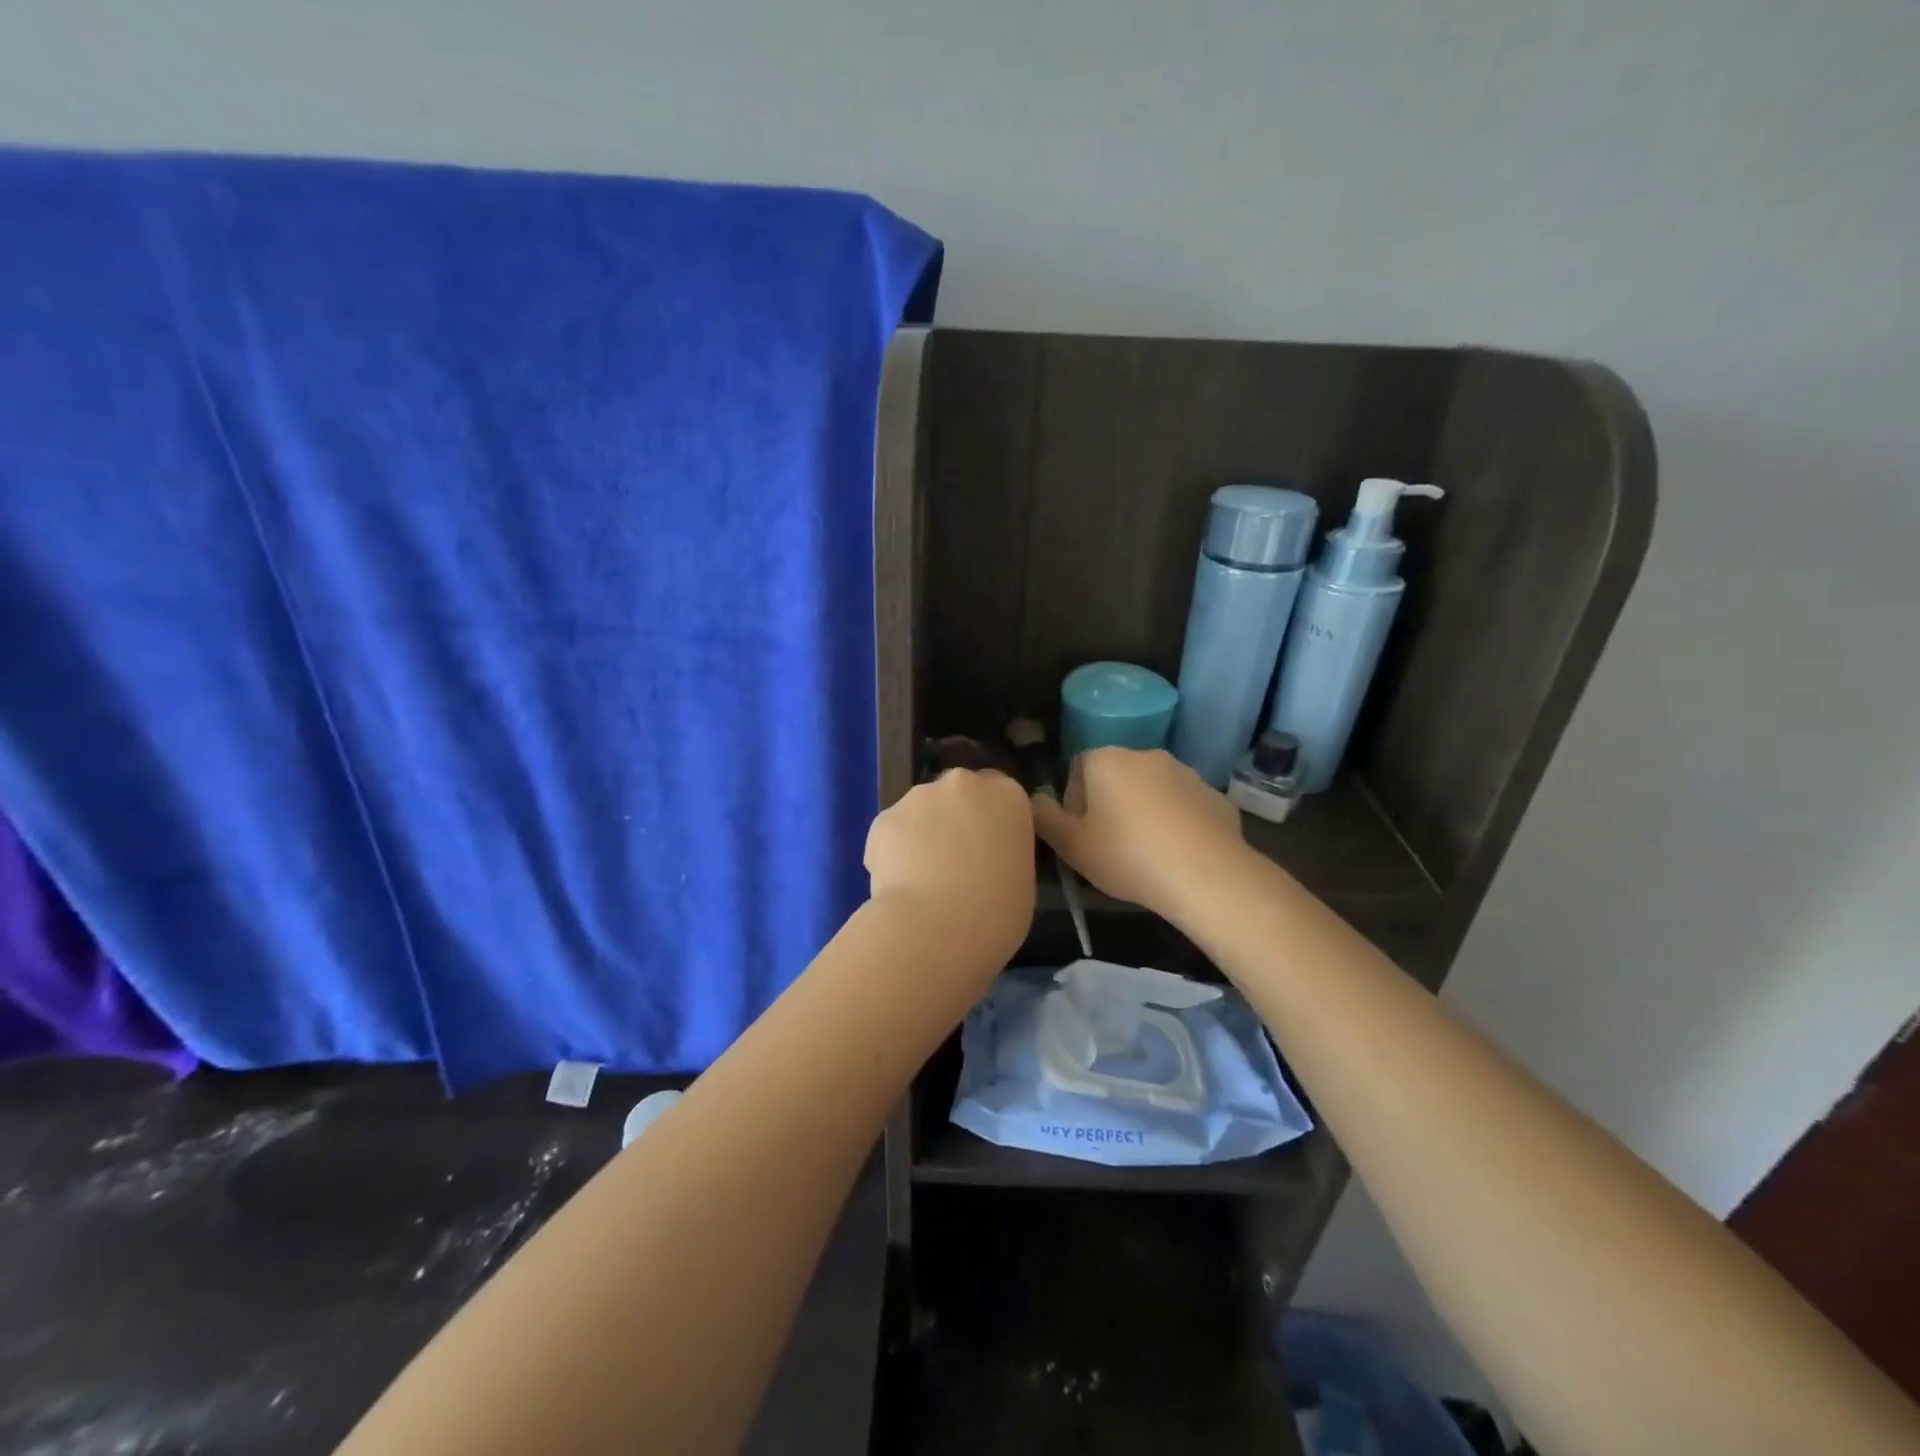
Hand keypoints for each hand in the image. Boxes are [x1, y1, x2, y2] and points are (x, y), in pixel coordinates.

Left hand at [865, 769, 1035, 954]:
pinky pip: (891, 834)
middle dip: (954, 819)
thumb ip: (1003, 853)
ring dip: (922, 835)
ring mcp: (919, 797)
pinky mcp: (883, 819)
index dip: (990, 821)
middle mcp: (963, 784)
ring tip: (921, 881)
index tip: (986, 849)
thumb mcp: (1021, 879)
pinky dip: (892, 854)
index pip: (1000, 794)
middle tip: (954, 863)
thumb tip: (984, 859)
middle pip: (958, 795)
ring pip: (921, 811)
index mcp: (1007, 795)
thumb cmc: (997, 912)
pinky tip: (898, 886)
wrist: (938, 928)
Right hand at [1031, 748, 1244, 919]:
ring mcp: (1186, 773)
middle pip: (1116, 775)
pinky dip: (1177, 823)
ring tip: (1146, 853)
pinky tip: (1178, 855)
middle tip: (1110, 845)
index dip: (1075, 800)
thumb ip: (1045, 818)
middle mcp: (1146, 755)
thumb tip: (1035, 799)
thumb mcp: (1071, 845)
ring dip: (1145, 811)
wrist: (1205, 874)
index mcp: (1106, 759)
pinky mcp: (1215, 796)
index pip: (1078, 767)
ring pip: (1153, 789)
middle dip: (1110, 803)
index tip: (1080, 833)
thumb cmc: (1126, 855)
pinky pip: (1184, 806)